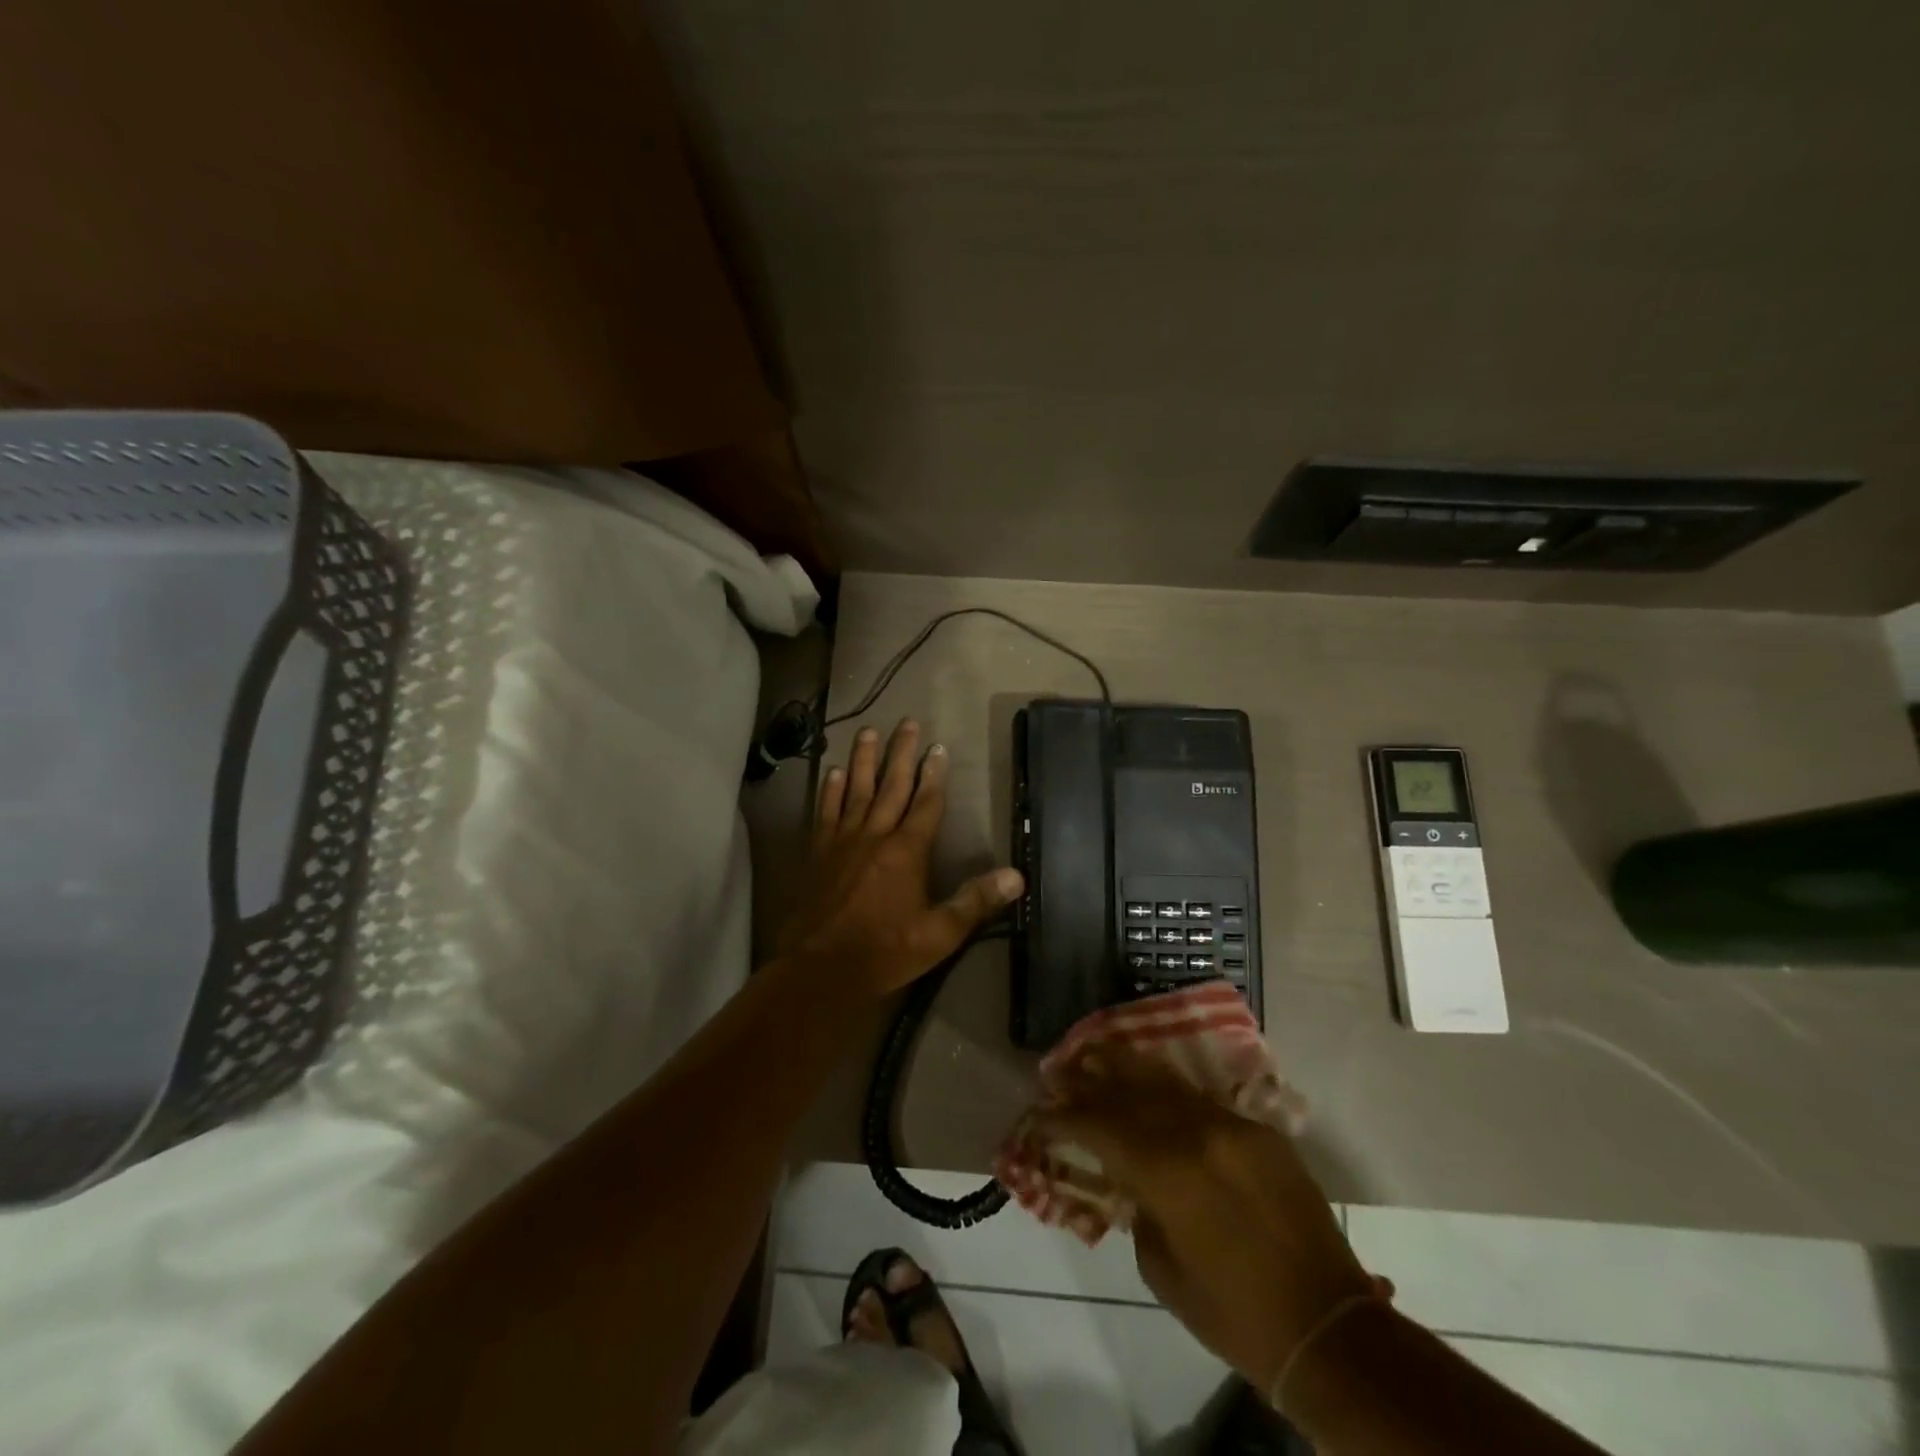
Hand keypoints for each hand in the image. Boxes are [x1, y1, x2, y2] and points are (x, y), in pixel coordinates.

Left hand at [778, 718, 1023, 995]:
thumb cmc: (885, 951)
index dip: (934, 774)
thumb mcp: (940, 933)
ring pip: (855, 789)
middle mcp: (875, 835)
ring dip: (863, 760)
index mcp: (907, 851)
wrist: (821, 968)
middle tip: (907, 722)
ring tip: (868, 732)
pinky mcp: (818, 851)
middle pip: (891, 785)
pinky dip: (830, 789)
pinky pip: (826, 811)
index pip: (926, 803)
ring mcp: (843, 840)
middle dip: (901, 753)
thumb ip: (976, 901)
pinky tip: (832, 772)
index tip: (938, 747)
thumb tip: (1017, 876)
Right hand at [1036, 1046, 1376, 1396]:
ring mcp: (1231, 1125)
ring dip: (1125, 1066)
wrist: (1328, 1327)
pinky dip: (1167, 1090)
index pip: (1099, 1126)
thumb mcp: (1162, 1271)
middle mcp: (1196, 1133)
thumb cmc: (1234, 1314)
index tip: (1038, 1112)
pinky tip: (1149, 1081)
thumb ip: (1139, 1210)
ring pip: (1165, 1081)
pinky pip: (1201, 1100)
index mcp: (1167, 1172)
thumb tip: (1130, 1180)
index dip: (1063, 1116)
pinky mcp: (1258, 1131)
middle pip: (1128, 1090)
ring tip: (1094, 1051)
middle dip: (1087, 1078)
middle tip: (1056, 1068)